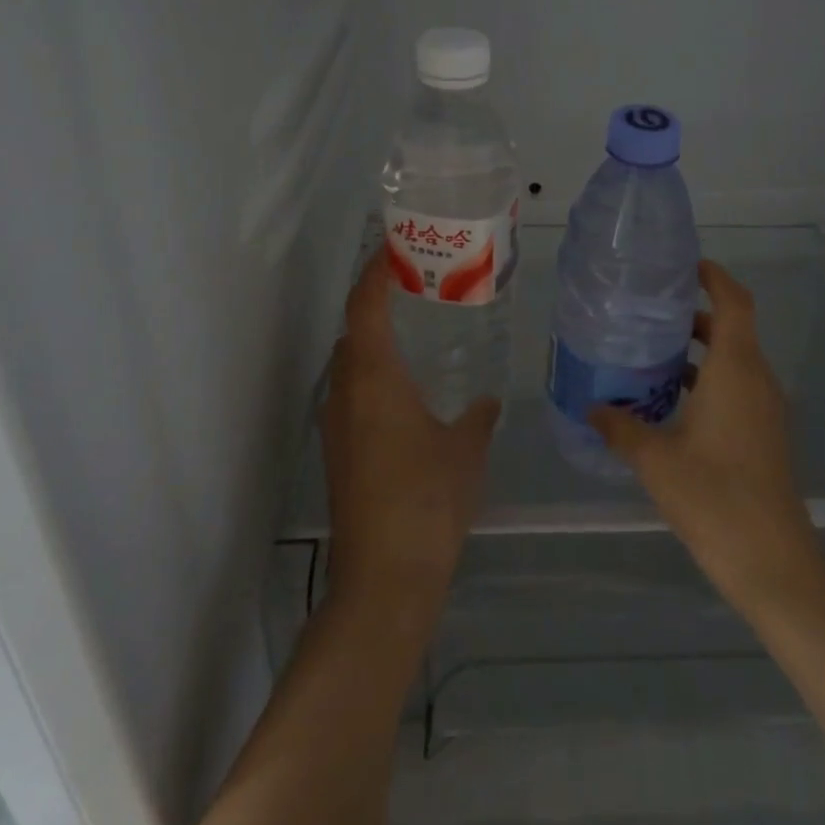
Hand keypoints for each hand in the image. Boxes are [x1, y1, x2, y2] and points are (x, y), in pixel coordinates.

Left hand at [321, 249, 499, 615]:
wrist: (385, 576)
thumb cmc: (428, 498)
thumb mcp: (466, 449)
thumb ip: (478, 416)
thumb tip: (487, 402)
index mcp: (374, 377)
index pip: (364, 306)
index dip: (374, 272)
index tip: (394, 249)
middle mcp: (346, 392)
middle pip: (352, 331)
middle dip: (377, 304)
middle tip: (418, 290)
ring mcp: (336, 425)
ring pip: (350, 365)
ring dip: (374, 343)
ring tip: (416, 335)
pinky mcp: (339, 454)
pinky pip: (353, 395)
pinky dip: (374, 378)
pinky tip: (408, 394)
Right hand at [589, 260, 824, 623]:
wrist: (773, 563)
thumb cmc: (714, 498)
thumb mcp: (655, 460)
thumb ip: (621, 428)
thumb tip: (592, 408)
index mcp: (736, 370)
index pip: (734, 303)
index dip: (714, 277)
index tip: (683, 266)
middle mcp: (756, 381)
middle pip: (732, 329)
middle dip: (694, 315)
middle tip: (649, 312)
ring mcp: (765, 410)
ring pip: (734, 361)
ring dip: (699, 352)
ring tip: (651, 353)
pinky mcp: (764, 435)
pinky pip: (737, 388)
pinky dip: (708, 381)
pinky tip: (670, 403)